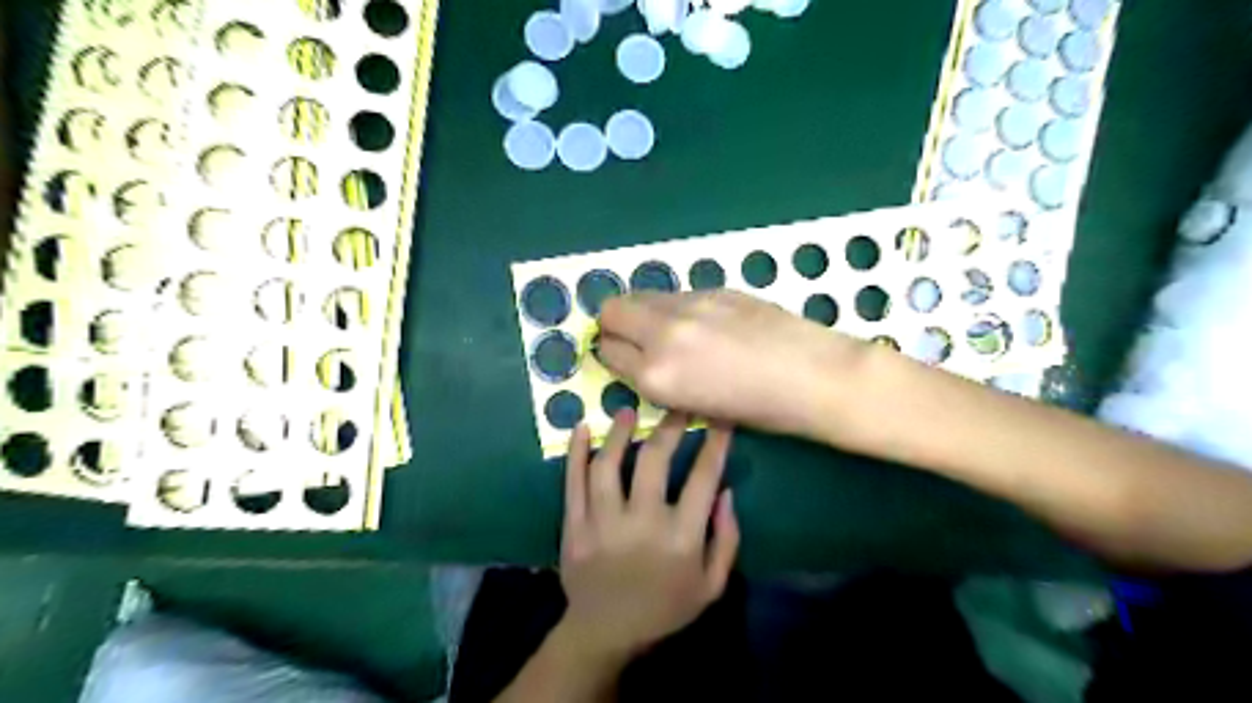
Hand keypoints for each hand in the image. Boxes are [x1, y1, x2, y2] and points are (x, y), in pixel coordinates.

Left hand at [553, 410, 735, 661]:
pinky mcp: (574, 525)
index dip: (715, 442)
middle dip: (670, 425)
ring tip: (628, 410)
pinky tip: (581, 427)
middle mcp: (642, 523)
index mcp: (680, 538)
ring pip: (609, 464)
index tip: (719, 417)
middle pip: (655, 460)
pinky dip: (576, 452)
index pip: (703, 477)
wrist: (606, 633)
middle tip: (677, 405)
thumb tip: (727, 491)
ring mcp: (602, 523)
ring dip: (620, 432)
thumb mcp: (712, 585)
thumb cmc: (665, 608)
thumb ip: (726, 539)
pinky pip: (573, 482)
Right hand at [596, 288, 873, 437]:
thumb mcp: (697, 407)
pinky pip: (677, 294)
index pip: (608, 352)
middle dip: (614, 324)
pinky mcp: (715, 289)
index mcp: (656, 377)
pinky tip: (705, 324)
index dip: (612, 355)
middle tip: (634, 338)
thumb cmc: (763, 411)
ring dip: (643, 311)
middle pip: (612, 310)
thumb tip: (647, 359)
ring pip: (642, 295)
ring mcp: (689, 306)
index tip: (623, 358)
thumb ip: (662, 379)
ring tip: (670, 330)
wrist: (817, 377)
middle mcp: (662, 335)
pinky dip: (675, 307)